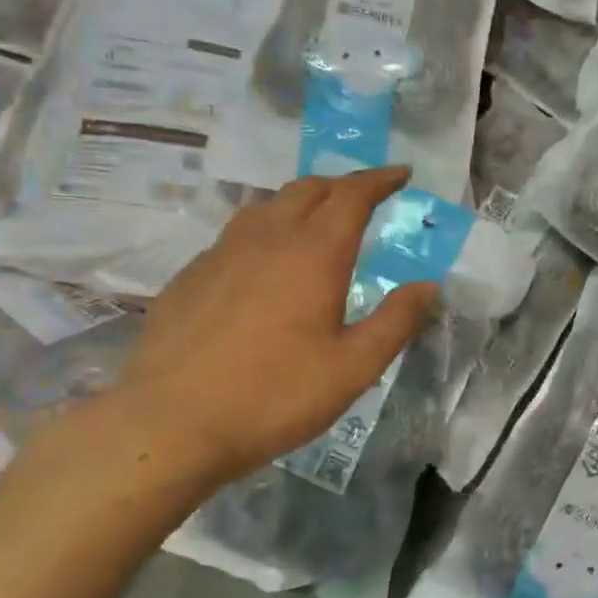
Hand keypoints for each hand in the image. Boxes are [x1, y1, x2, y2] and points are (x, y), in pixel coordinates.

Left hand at [107, 168, 439, 486]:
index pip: (352, 195)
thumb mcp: (354, 367)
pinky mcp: (191, 276)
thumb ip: (396, 321)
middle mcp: (267, 239)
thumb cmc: (275, 395)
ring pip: (268, 205)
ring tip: (319, 219)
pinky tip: (267, 262)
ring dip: (302, 201)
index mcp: (314, 253)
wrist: (169, 424)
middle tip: (367, 195)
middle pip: (308, 189)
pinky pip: (238, 234)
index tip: (402, 173)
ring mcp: (221, 254)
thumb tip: (428, 286)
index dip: (380, 179)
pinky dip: (267, 229)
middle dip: (343, 184)